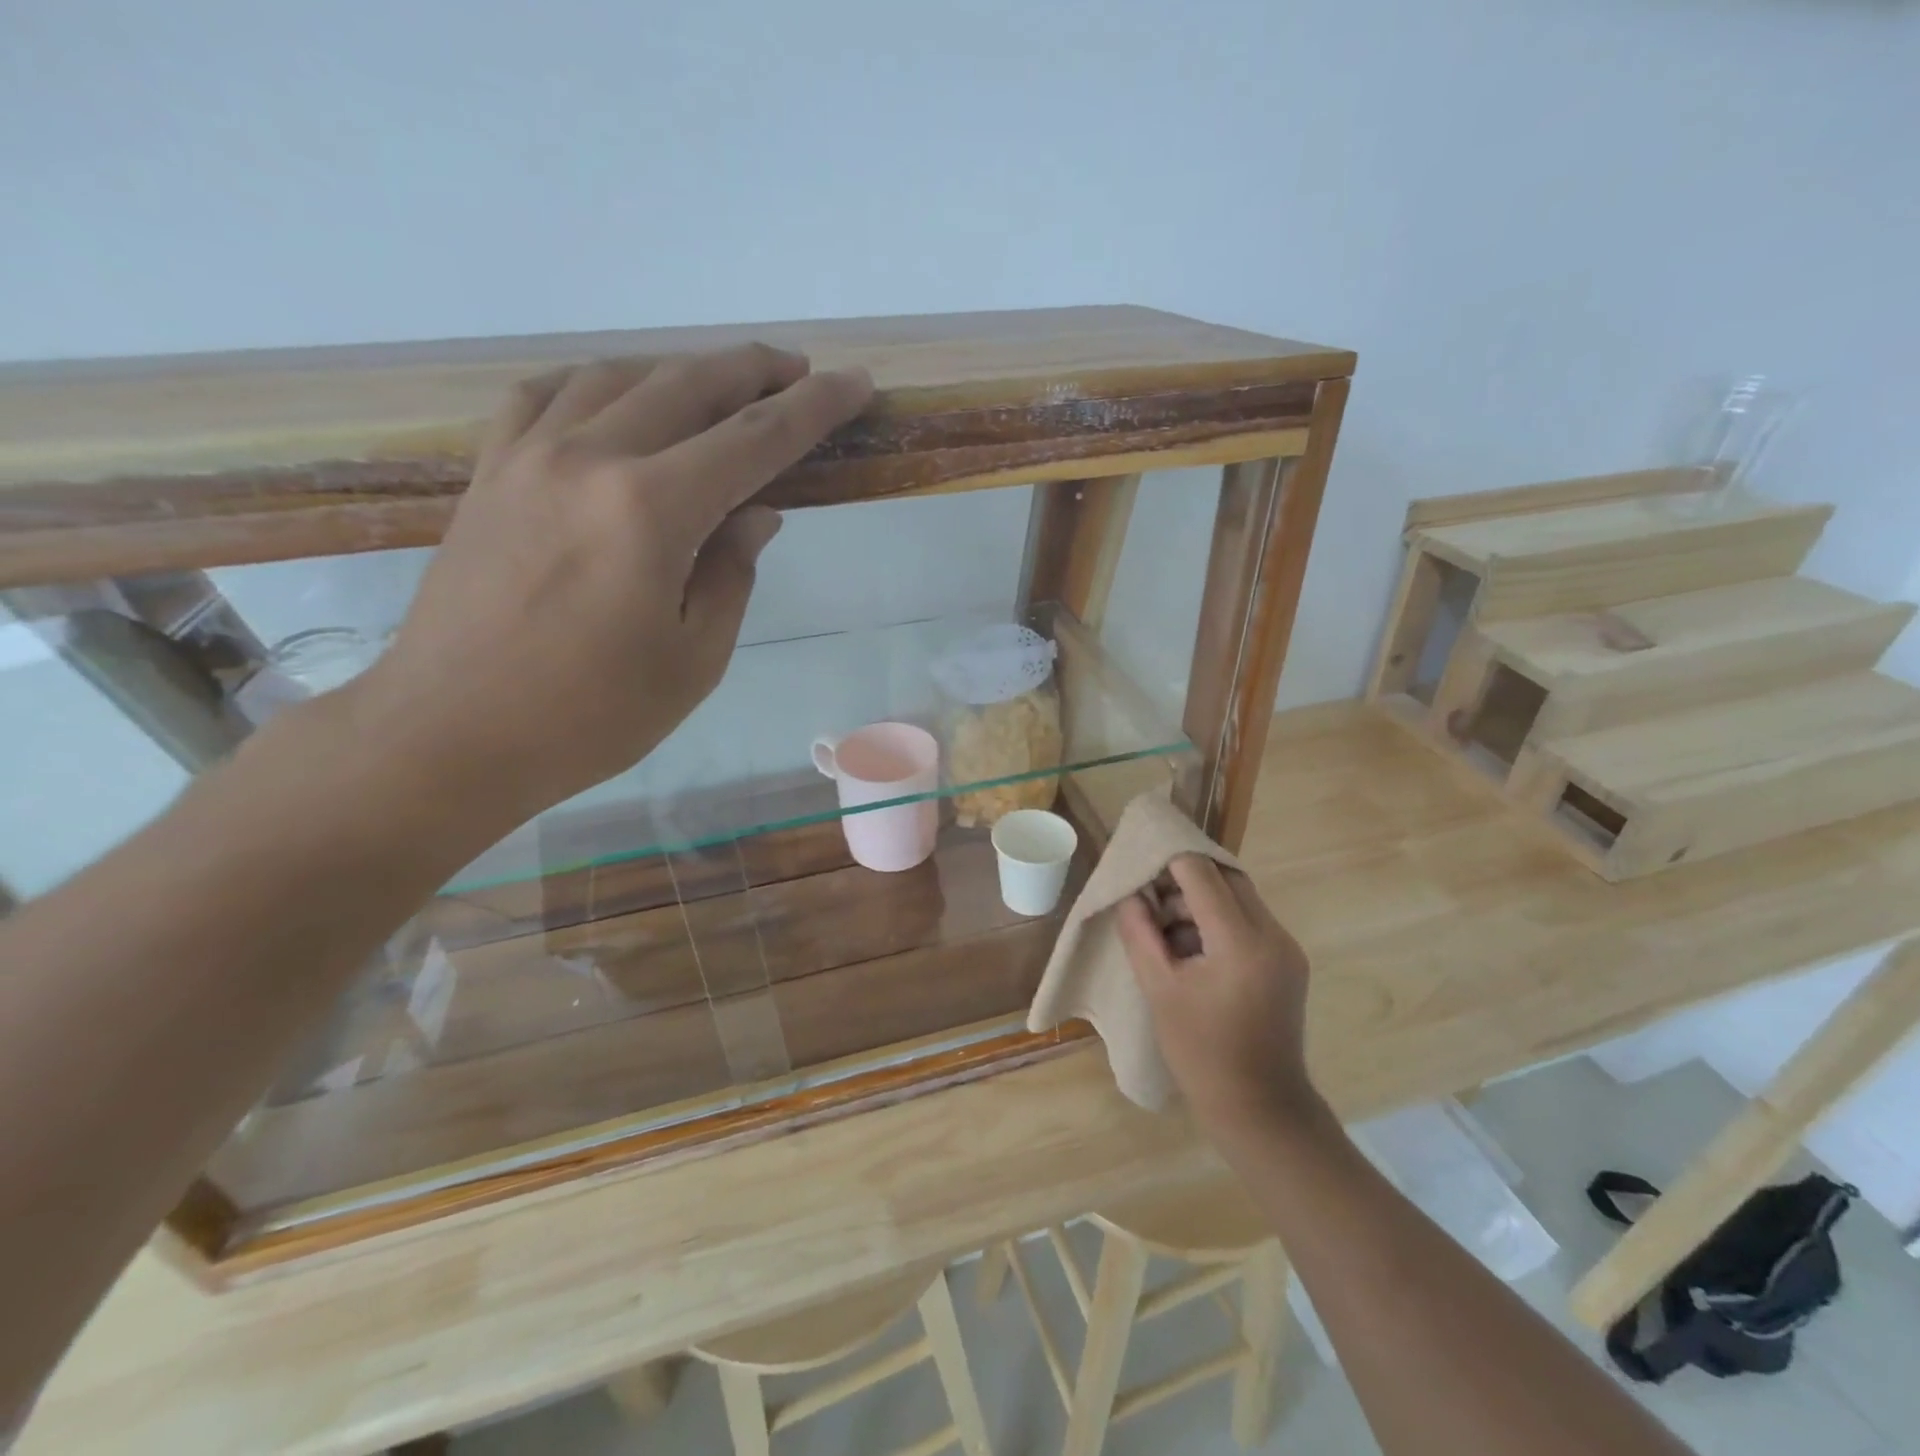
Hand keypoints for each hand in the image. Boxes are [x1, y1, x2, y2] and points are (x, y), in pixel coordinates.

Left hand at [349, 345, 872, 825]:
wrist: (451, 733)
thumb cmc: (591, 714)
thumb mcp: (694, 658)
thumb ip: (731, 573)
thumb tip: (757, 513)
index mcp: (651, 510)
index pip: (755, 439)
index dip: (813, 407)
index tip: (854, 382)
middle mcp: (589, 458)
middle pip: (687, 385)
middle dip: (754, 370)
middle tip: (799, 370)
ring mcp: (527, 456)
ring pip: (618, 378)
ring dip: (681, 370)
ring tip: (720, 383)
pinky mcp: (488, 473)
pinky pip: (544, 396)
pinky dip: (596, 384)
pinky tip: (616, 397)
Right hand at [1117, 854, 1322, 1135]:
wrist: (1259, 1108)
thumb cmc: (1201, 1052)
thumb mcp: (1159, 989)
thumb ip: (1140, 933)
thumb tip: (1130, 894)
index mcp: (1241, 942)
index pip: (1202, 875)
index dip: (1168, 859)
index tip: (1139, 858)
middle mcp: (1273, 935)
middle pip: (1227, 877)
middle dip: (1185, 877)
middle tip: (1148, 893)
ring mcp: (1285, 948)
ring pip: (1239, 896)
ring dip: (1201, 899)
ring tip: (1164, 926)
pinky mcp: (1287, 961)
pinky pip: (1249, 920)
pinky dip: (1217, 920)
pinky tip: (1189, 946)